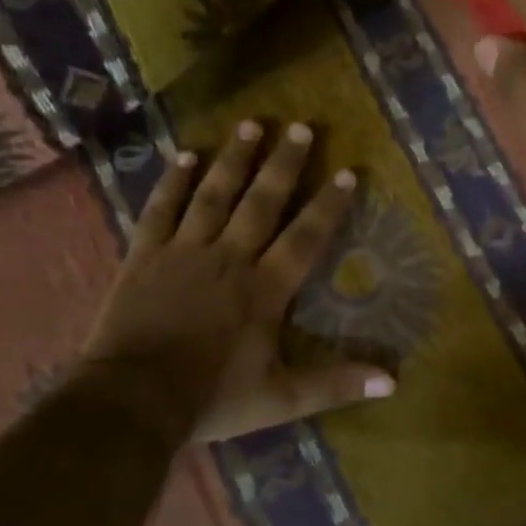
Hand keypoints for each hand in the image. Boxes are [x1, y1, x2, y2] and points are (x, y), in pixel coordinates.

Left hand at [77, 121, 394, 443]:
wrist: (132, 400)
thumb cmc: (211, 398)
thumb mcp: (281, 399)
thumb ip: (336, 384)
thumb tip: (393, 381)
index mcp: (264, 290)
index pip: (305, 238)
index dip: (328, 205)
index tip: (347, 171)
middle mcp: (229, 259)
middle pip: (262, 203)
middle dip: (284, 164)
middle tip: (300, 126)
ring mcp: (184, 252)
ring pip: (214, 195)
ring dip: (234, 159)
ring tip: (251, 125)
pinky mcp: (145, 256)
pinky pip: (161, 210)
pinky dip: (174, 182)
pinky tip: (185, 155)